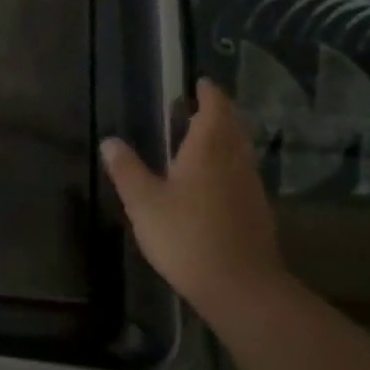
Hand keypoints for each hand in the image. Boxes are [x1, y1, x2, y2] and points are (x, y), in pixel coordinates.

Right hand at [100, 78, 286, 307]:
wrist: (241, 286)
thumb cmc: (186, 236)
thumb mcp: (144, 203)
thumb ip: (127, 170)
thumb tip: (110, 141)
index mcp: (208, 150)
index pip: (215, 109)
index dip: (209, 94)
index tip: (201, 83)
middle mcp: (235, 161)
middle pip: (233, 127)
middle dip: (219, 113)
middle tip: (199, 107)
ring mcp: (251, 188)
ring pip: (241, 151)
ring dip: (227, 138)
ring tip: (205, 139)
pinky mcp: (258, 212)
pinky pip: (244, 174)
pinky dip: (231, 165)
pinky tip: (217, 181)